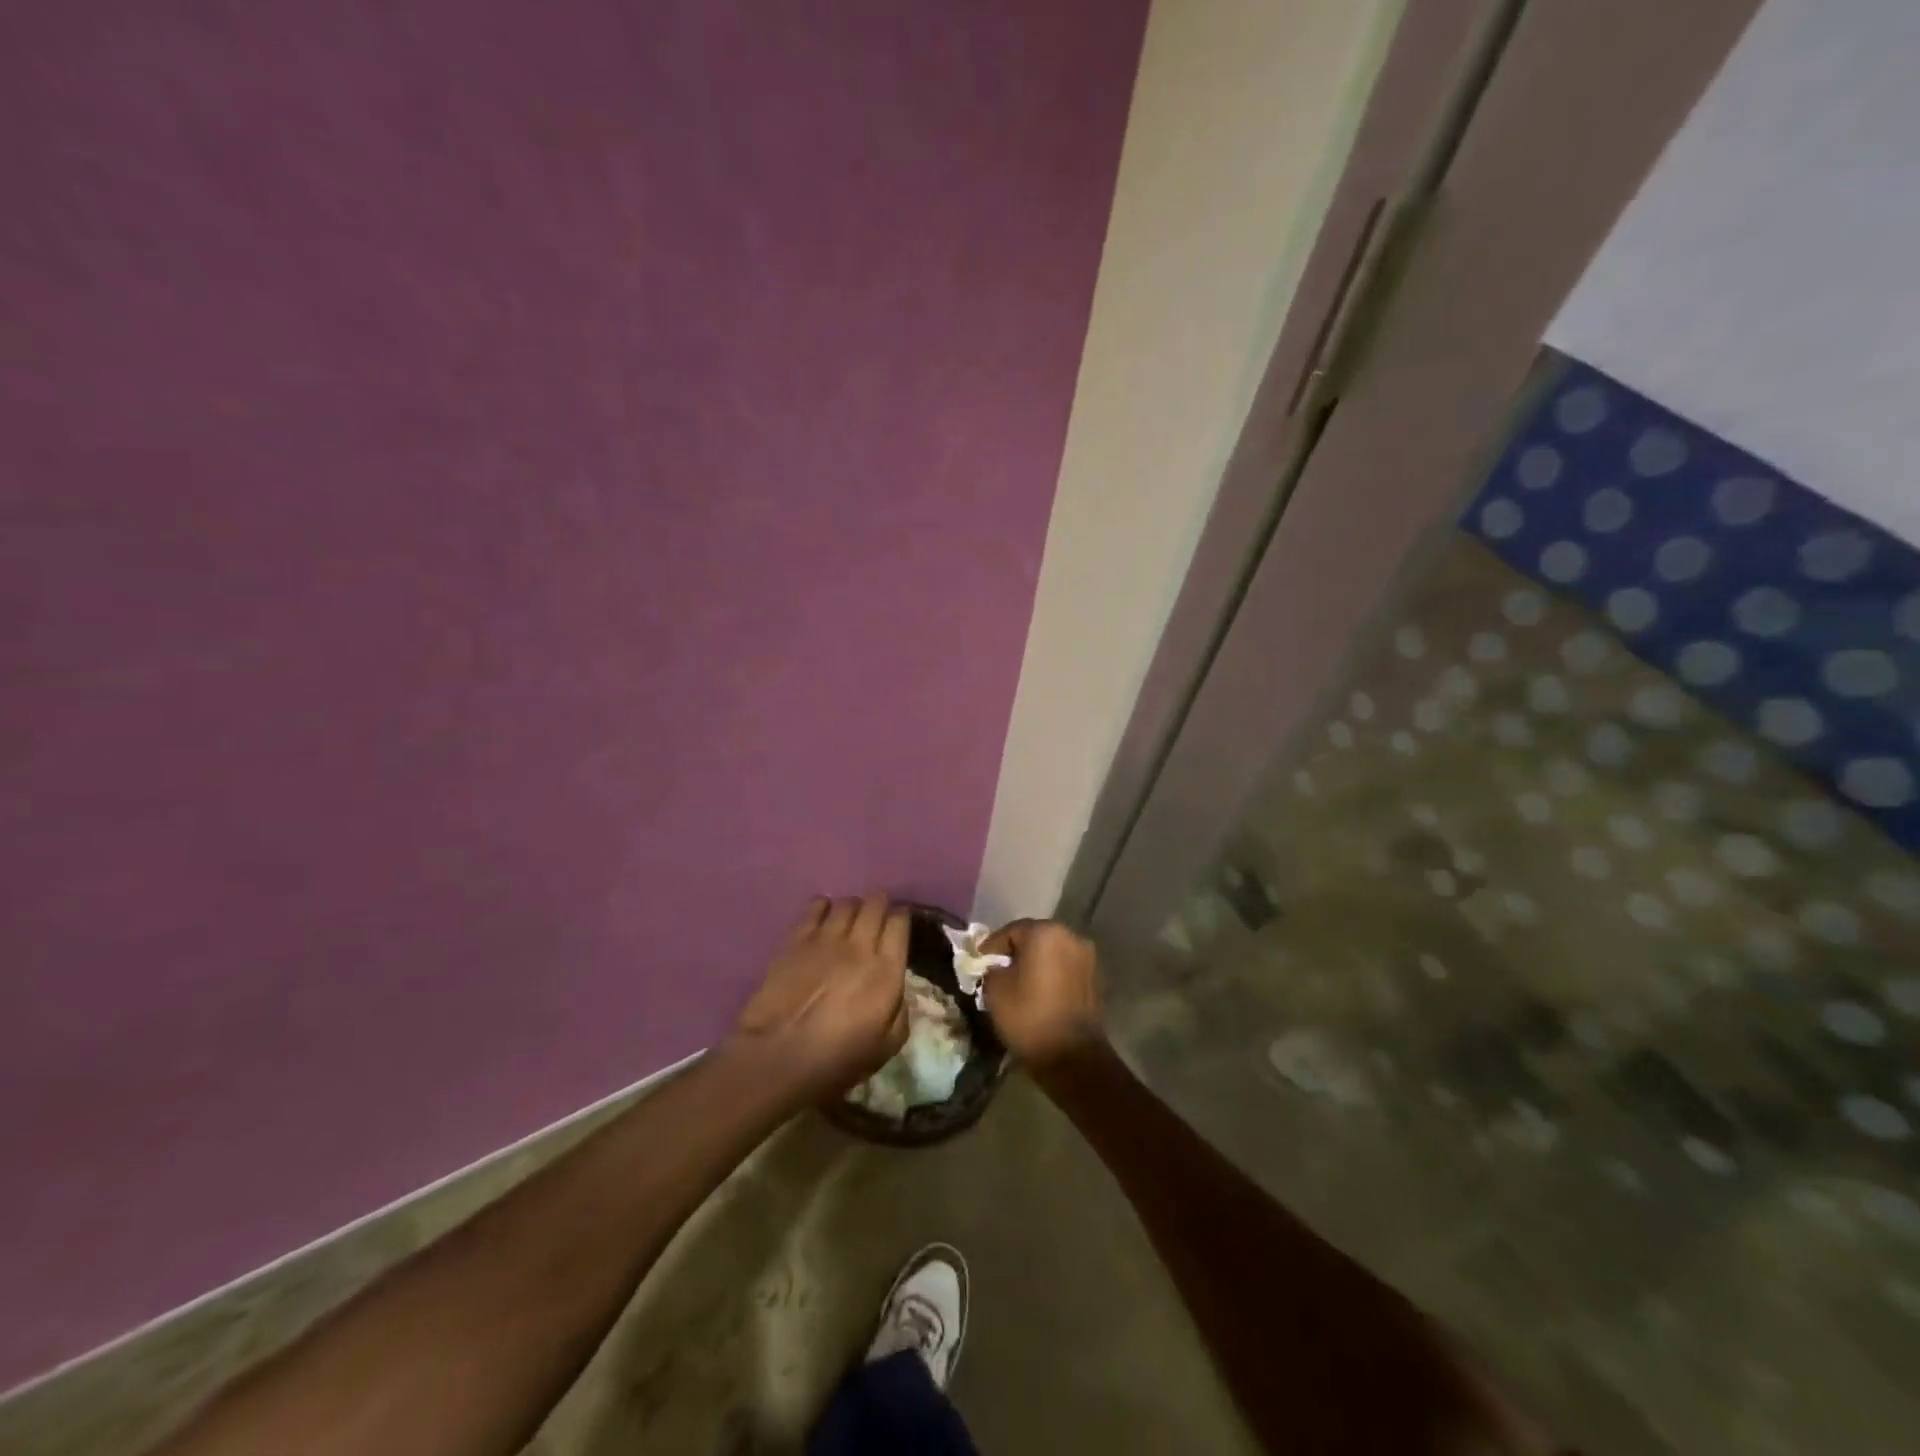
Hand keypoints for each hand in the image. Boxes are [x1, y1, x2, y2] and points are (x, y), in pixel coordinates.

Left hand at [728, 893, 909, 1099]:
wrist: (778, 1056)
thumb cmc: (836, 1059)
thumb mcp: (886, 1047)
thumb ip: (900, 1012)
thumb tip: (897, 989)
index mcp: (886, 971)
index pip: (900, 923)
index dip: (903, 917)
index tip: (900, 922)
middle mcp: (860, 945)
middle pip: (875, 904)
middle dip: (880, 904)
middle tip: (877, 915)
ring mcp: (826, 938)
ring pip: (847, 903)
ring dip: (853, 906)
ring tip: (850, 918)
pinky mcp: (796, 939)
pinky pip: (815, 907)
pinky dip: (824, 906)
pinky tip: (823, 915)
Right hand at [980, 919, 1102, 1067]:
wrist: (1072, 1056)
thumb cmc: (1029, 1017)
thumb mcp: (995, 990)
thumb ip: (991, 969)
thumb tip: (996, 966)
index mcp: (1044, 932)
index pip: (1010, 931)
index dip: (991, 947)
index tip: (978, 963)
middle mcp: (1070, 936)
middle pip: (1033, 938)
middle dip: (1014, 952)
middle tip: (997, 971)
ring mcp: (1086, 956)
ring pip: (1051, 952)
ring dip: (1034, 963)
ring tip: (1018, 983)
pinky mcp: (1095, 977)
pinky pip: (1064, 968)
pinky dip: (1051, 974)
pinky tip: (1038, 992)